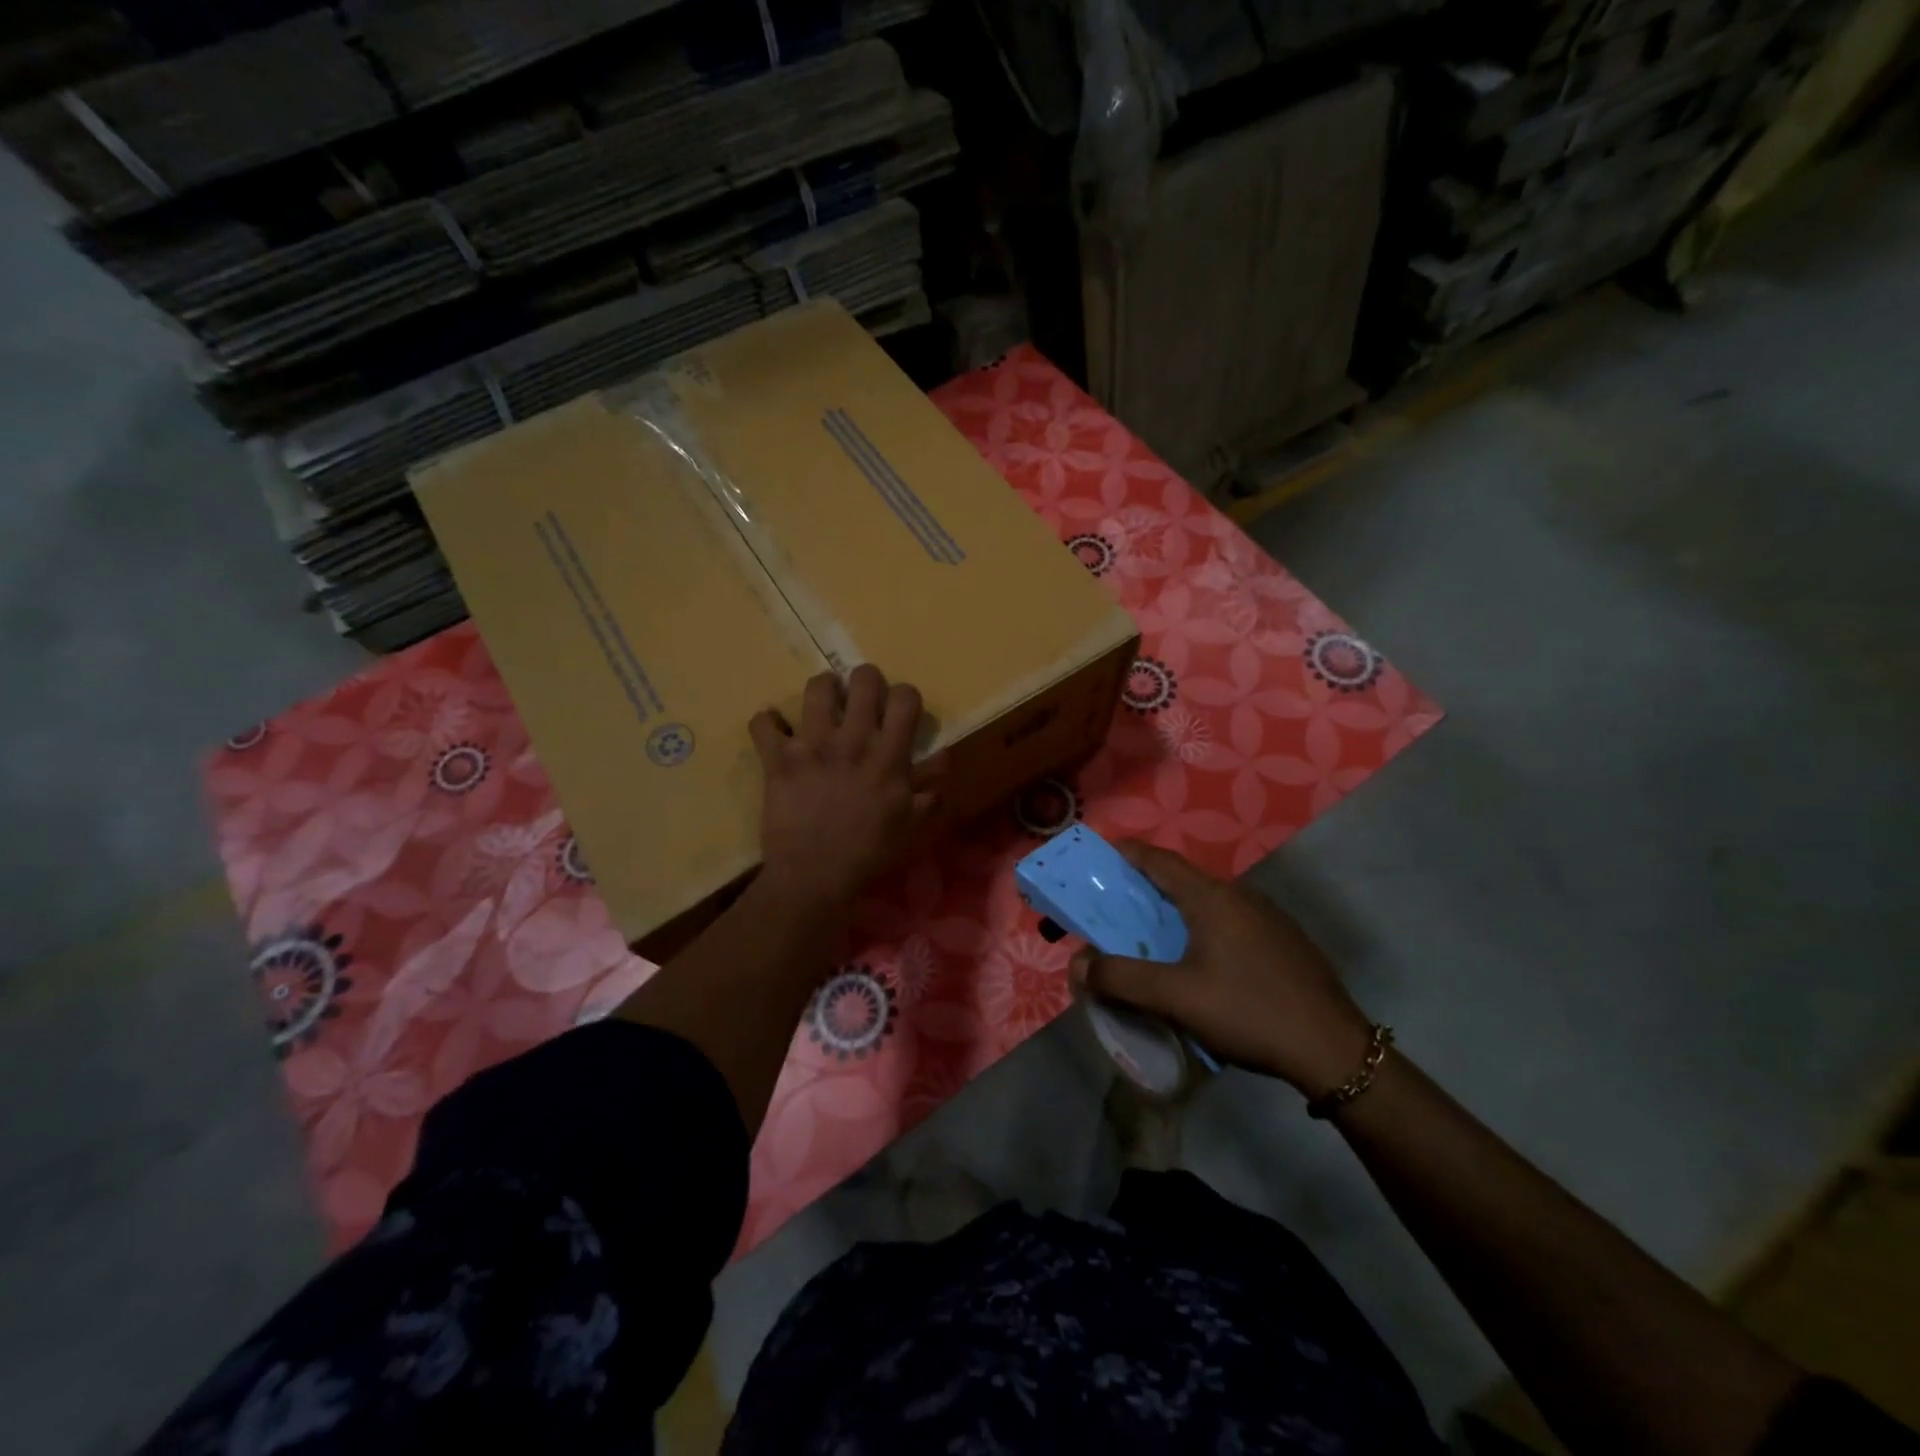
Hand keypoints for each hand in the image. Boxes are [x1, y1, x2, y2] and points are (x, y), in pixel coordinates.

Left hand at [749, 665, 941, 910]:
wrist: (814, 878)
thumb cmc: (870, 855)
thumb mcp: (914, 827)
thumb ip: (932, 789)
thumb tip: (944, 756)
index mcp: (888, 756)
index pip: (905, 698)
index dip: (906, 696)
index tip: (901, 709)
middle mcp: (852, 740)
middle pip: (863, 680)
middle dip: (866, 679)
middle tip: (863, 697)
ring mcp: (811, 746)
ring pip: (816, 689)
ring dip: (823, 689)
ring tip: (824, 703)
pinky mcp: (777, 759)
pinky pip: (763, 724)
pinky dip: (767, 723)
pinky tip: (775, 730)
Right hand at [1072, 842, 1374, 1096]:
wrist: (1334, 1050)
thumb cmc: (1249, 1011)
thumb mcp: (1176, 998)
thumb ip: (1121, 977)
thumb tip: (1078, 963)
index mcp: (1212, 897)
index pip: (1159, 859)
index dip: (1125, 854)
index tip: (1098, 858)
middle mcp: (1240, 896)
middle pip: (1182, 880)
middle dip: (1145, 889)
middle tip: (1115, 908)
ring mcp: (1269, 918)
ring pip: (1209, 903)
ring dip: (1175, 912)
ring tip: (1152, 938)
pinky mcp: (1285, 942)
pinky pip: (1231, 922)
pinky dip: (1203, 929)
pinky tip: (1202, 964)